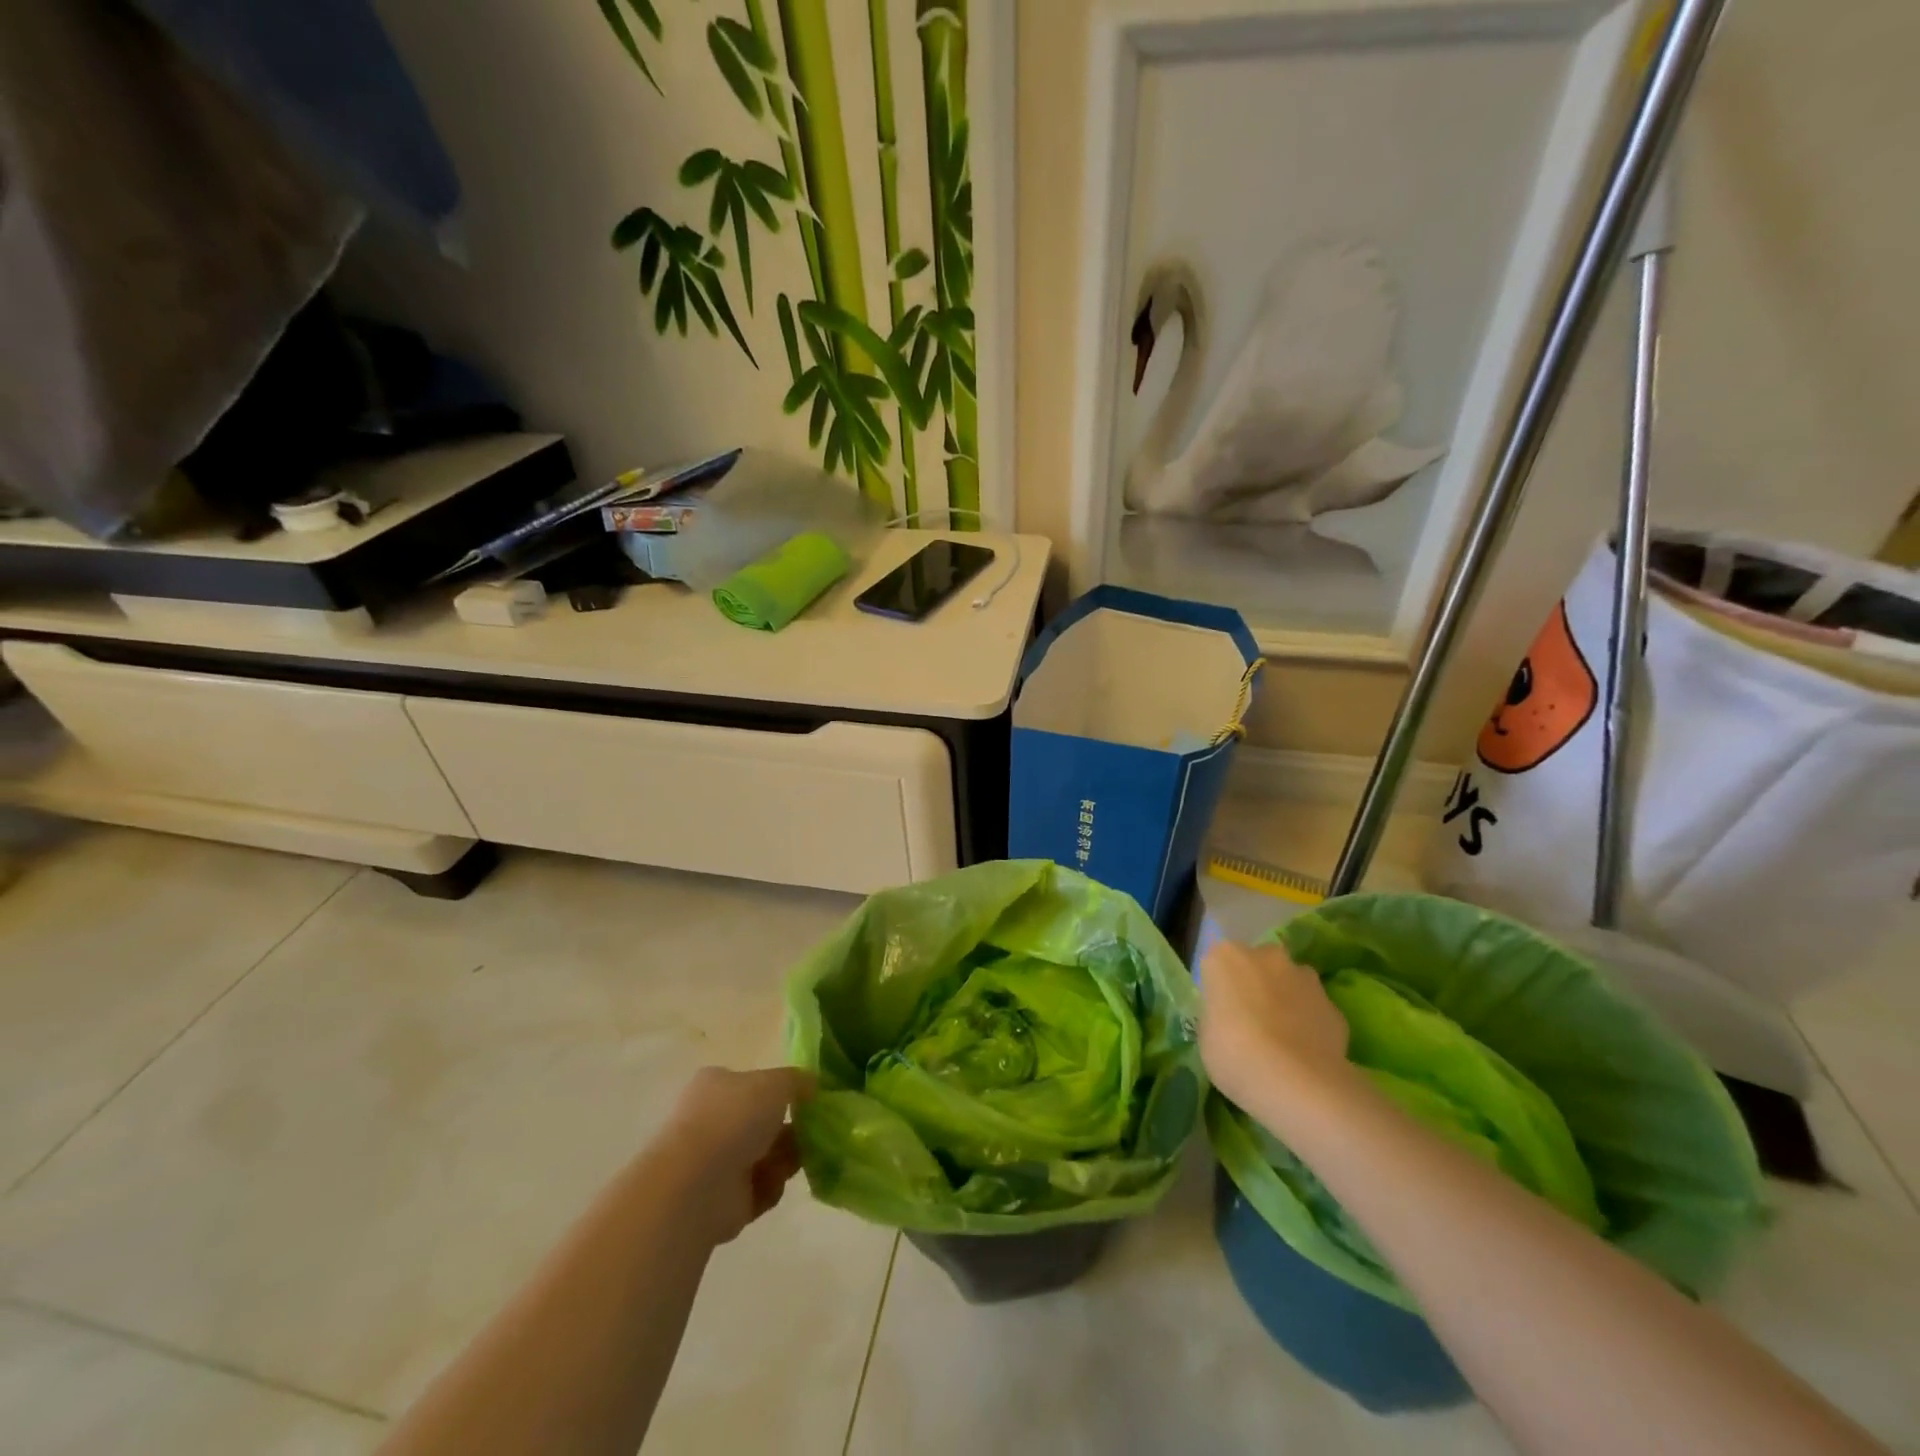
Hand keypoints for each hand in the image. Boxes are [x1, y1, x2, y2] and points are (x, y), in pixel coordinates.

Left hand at [655, 1066, 814, 1244]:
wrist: (697, 1184)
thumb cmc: (734, 1118)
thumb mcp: (776, 1082)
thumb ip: (798, 1081)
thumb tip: (813, 1086)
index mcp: (717, 1086)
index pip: (753, 1084)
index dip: (781, 1092)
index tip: (807, 1101)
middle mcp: (713, 1121)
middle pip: (762, 1123)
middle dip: (790, 1129)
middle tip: (812, 1133)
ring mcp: (715, 1163)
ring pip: (765, 1156)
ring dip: (785, 1159)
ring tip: (796, 1160)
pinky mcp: (722, 1201)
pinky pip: (760, 1190)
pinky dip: (771, 1187)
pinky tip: (770, 1184)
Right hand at [1198, 941, 1350, 1115]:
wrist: (1297, 1083)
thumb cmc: (1234, 1054)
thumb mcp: (1206, 1035)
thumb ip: (1217, 1015)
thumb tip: (1230, 1017)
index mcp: (1225, 957)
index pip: (1217, 963)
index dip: (1219, 988)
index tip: (1220, 1012)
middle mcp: (1266, 956)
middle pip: (1258, 963)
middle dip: (1255, 984)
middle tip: (1250, 1020)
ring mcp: (1304, 977)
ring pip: (1290, 981)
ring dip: (1286, 999)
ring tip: (1282, 1038)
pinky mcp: (1334, 1004)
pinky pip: (1314, 1009)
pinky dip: (1310, 1023)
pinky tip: (1306, 1052)